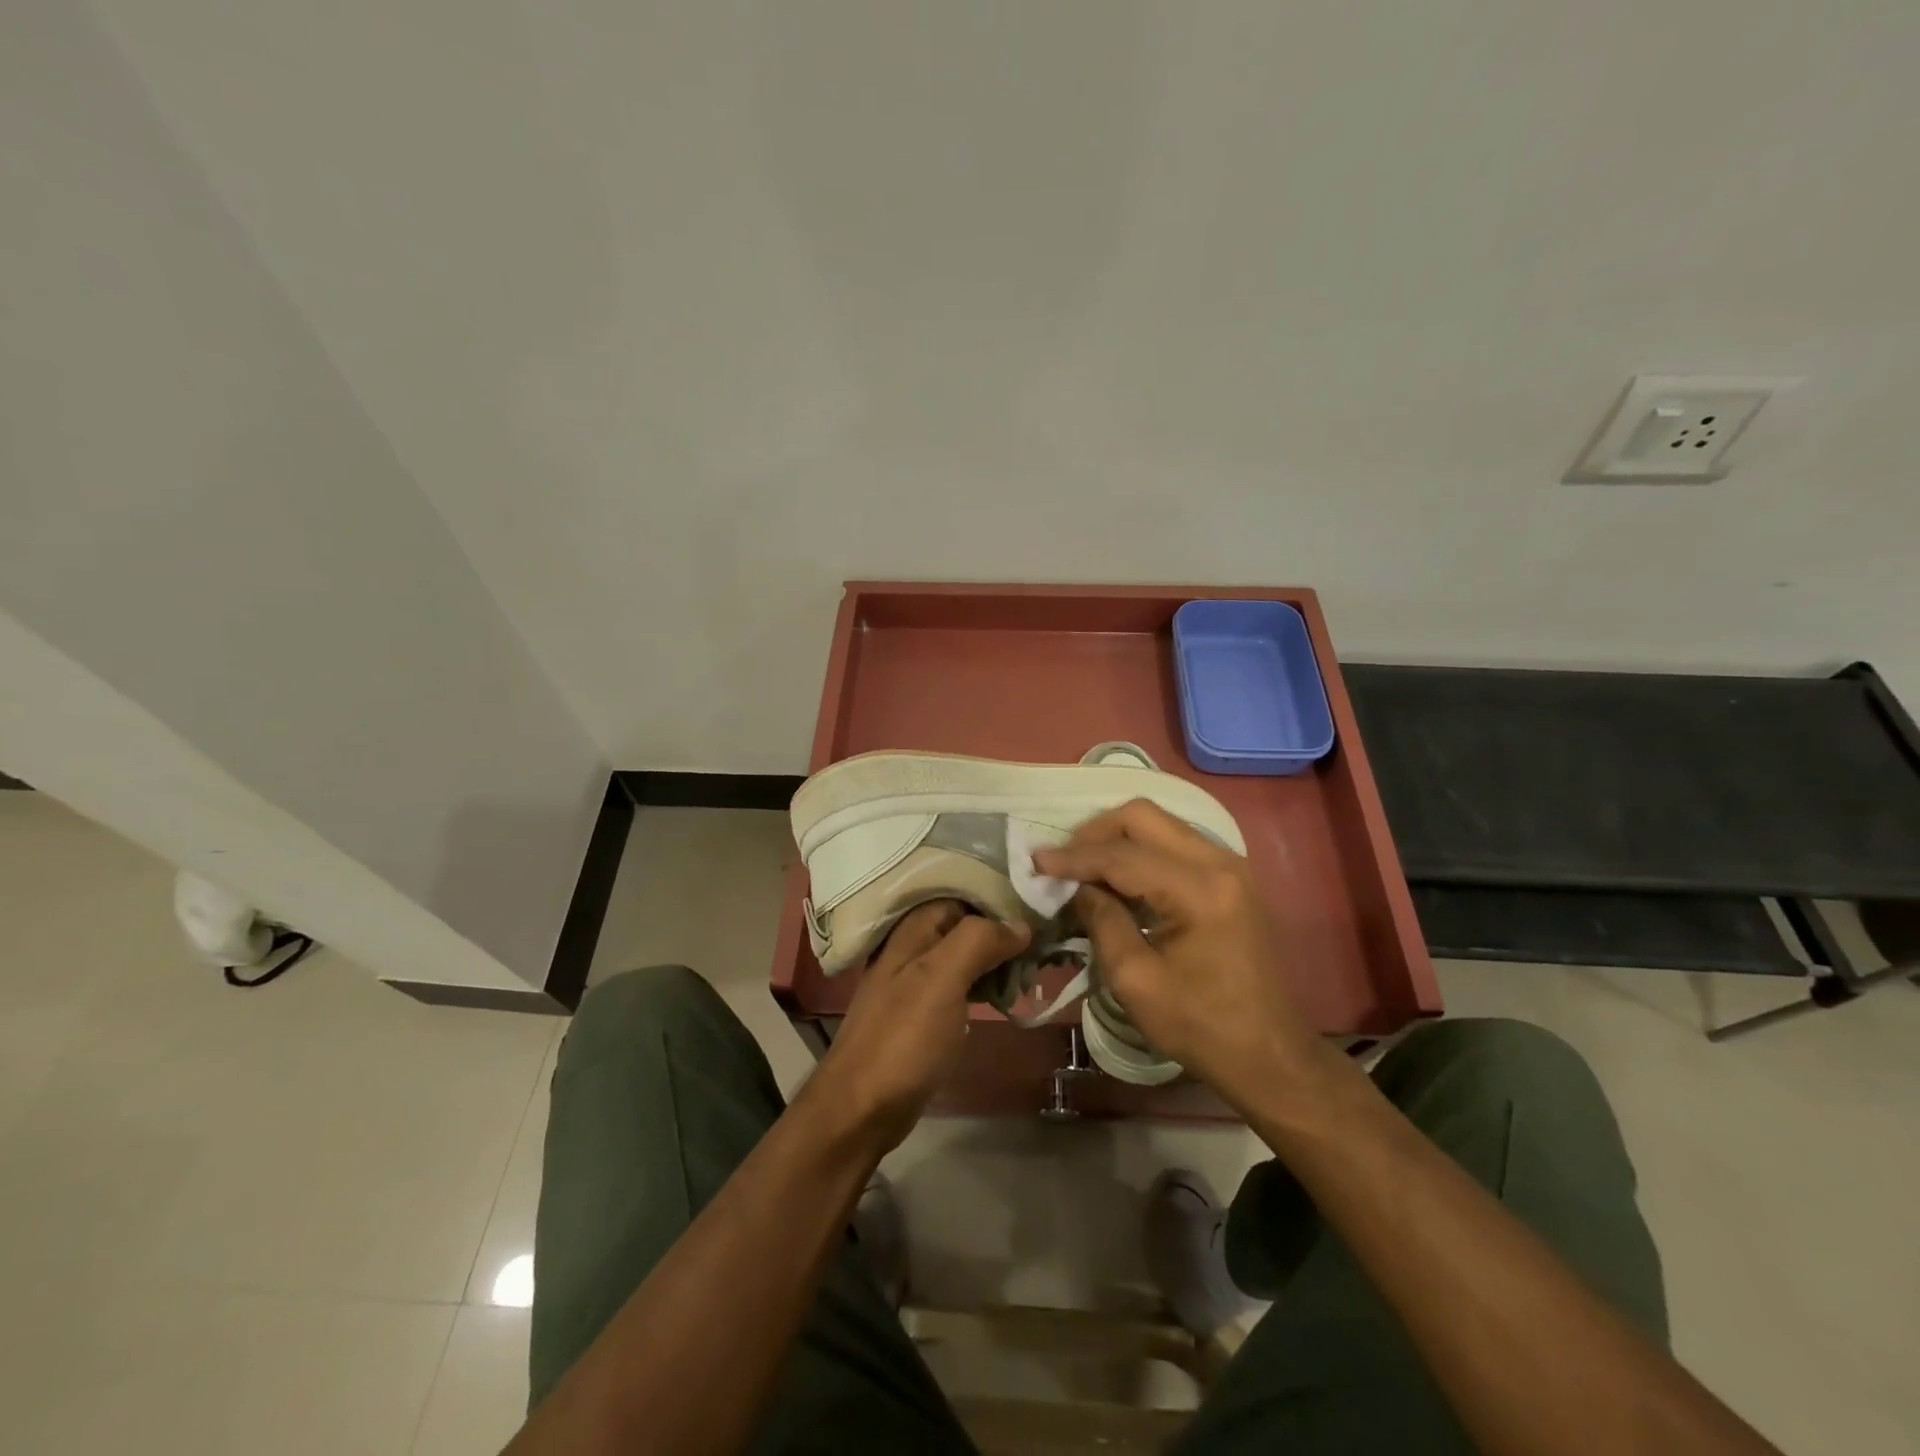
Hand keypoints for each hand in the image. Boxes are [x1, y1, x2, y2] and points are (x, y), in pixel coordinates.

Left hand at [802, 900, 1028, 1152]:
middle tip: (1048, 942)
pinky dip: (987, 984)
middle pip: (968, 923)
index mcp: (913, 928)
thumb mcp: (942, 979)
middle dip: (1005, 930)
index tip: (1042, 907)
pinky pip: (963, 984)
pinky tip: (1010, 994)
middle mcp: (913, 946)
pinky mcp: (925, 1012)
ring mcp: (917, 980)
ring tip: (1038, 966)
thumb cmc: (903, 1037)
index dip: (1001, 897)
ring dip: (1000, 958)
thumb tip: (1021, 924)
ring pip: (967, 955)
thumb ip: (979, 941)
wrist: (862, 1108)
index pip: (965, 893)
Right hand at [1033, 799, 1334, 1112]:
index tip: (1036, 860)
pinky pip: (1176, 842)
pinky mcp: (1231, 877)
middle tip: (1063, 860)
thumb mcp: (1136, 981)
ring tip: (1084, 868)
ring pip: (1160, 823)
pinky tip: (1119, 878)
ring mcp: (1230, 865)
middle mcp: (1220, 862)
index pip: (1122, 854)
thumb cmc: (1202, 1026)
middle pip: (1143, 816)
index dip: (1074, 856)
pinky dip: (1141, 850)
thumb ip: (1102, 921)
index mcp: (1200, 890)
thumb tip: (1078, 887)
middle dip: (1095, 832)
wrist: (1272, 1056)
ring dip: (1118, 838)